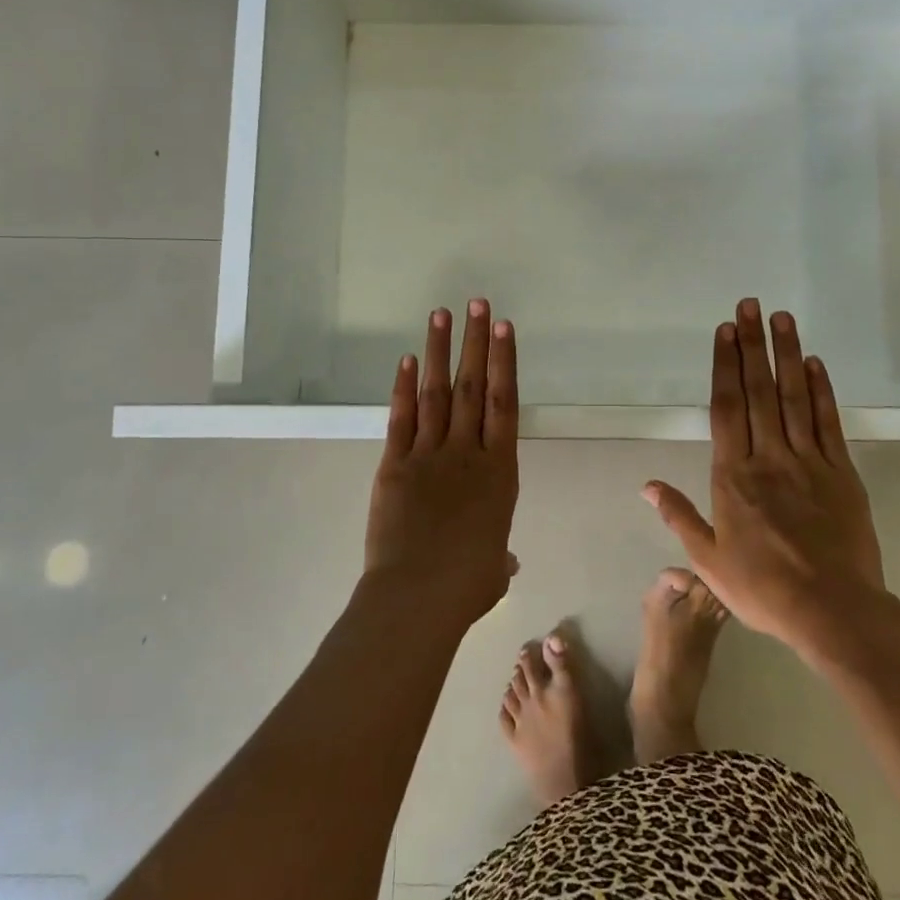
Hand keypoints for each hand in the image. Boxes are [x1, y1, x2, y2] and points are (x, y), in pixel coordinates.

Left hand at [364, 299, 519, 633]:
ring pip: (437, 393)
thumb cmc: (467, 585)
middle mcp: (467, 453)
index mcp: (499, 472)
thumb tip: (504, 559)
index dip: (505, 362)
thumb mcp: (494, 569)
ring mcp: (429, 455)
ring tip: (442, 315)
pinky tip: (408, 360)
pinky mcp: (395, 465)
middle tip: (477, 303)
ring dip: (440, 352)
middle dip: (475, 343)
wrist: (417, 596)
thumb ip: (499, 553)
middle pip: (473, 387)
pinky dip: (405, 388)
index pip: (504, 403)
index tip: (503, 328)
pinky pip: (402, 419)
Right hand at [643, 299, 888, 666]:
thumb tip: (646, 485)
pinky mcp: (841, 472)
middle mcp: (769, 457)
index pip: (726, 408)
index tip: (724, 331)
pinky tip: (815, 364)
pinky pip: (828, 423)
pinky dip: (821, 391)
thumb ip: (679, 516)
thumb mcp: (708, 560)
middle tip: (749, 305)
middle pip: (758, 391)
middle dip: (751, 345)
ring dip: (786, 355)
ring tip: (781, 318)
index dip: (724, 366)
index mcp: (733, 476)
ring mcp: (808, 461)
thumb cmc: (764, 588)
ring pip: (793, 398)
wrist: (834, 611)